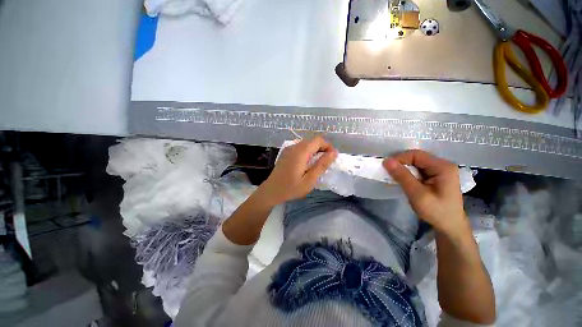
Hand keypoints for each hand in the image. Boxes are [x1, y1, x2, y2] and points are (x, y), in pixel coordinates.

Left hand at [257, 136, 337, 206]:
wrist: (271, 191)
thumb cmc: (291, 188)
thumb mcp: (310, 180)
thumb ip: (322, 165)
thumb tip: (334, 153)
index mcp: (301, 151)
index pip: (318, 140)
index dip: (328, 146)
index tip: (332, 158)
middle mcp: (294, 146)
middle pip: (312, 141)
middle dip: (322, 149)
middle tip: (326, 163)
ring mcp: (289, 149)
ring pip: (306, 144)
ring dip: (315, 151)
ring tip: (317, 164)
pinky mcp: (286, 153)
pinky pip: (300, 148)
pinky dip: (307, 152)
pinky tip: (306, 164)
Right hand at [383, 150, 466, 235]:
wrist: (450, 227)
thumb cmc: (436, 212)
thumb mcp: (417, 194)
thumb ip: (402, 176)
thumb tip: (387, 161)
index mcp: (443, 167)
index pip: (416, 155)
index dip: (400, 158)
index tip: (387, 168)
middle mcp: (443, 165)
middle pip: (416, 158)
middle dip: (401, 164)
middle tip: (389, 174)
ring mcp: (440, 170)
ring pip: (416, 164)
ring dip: (404, 170)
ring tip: (395, 179)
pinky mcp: (436, 176)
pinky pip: (418, 170)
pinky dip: (408, 174)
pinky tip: (404, 181)